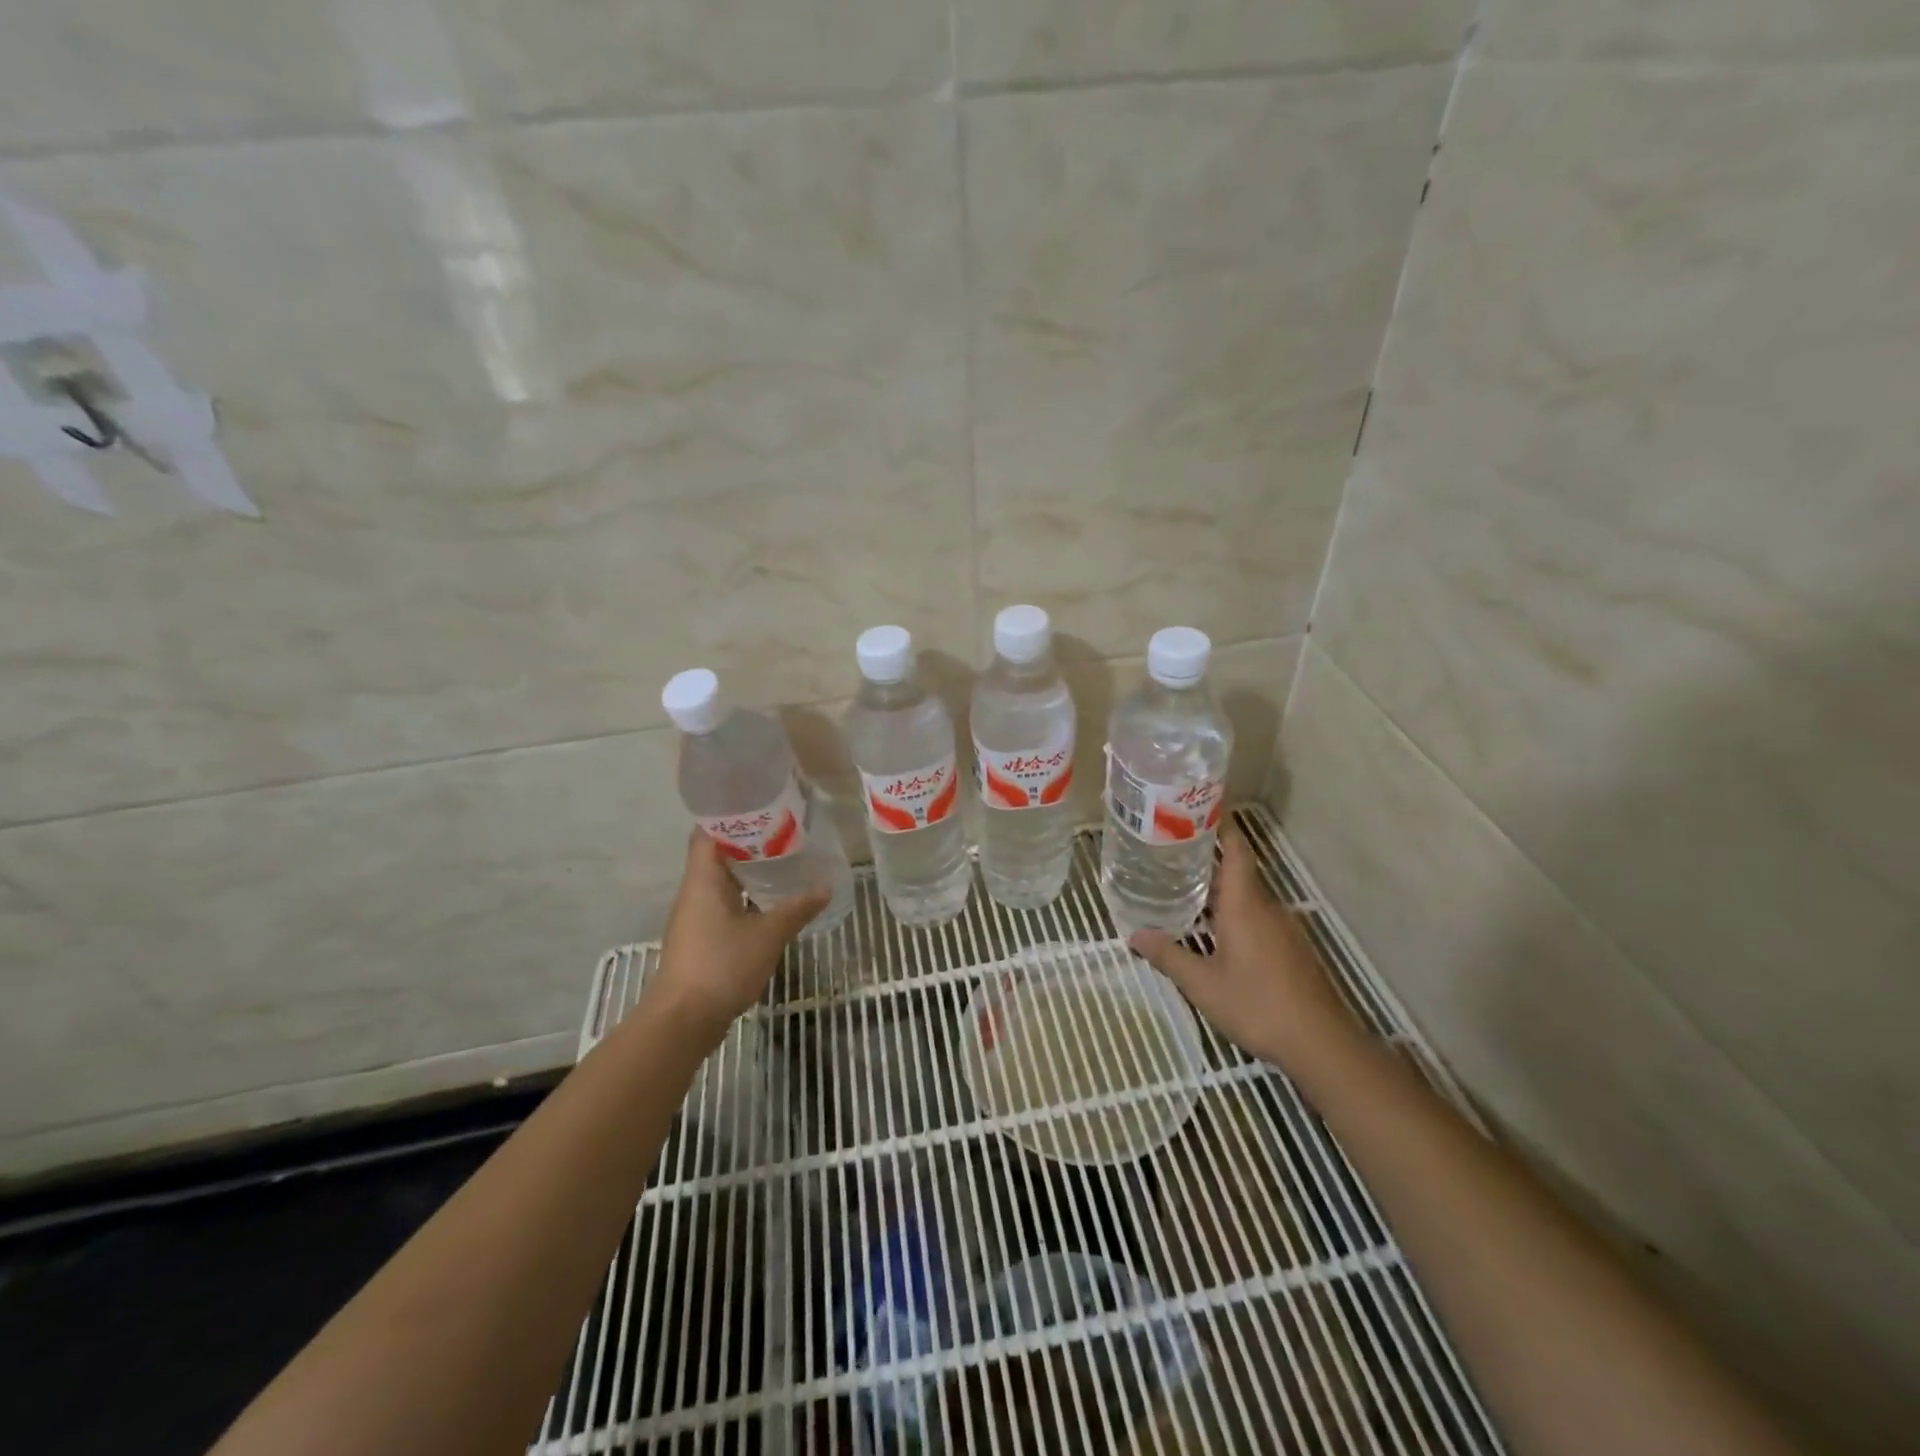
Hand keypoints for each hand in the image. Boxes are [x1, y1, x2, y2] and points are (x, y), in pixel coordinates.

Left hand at [645, 831, 828, 1047]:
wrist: (683, 1020)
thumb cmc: (721, 966)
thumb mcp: (768, 935)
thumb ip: (797, 909)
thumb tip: (824, 887)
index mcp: (703, 879)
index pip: (708, 832)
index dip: (731, 815)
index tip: (762, 806)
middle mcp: (694, 891)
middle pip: (717, 854)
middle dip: (749, 841)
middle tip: (785, 832)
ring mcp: (695, 916)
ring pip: (721, 881)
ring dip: (748, 870)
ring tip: (784, 861)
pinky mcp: (700, 938)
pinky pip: (723, 904)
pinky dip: (745, 896)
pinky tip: (771, 901)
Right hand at [1128, 825, 1356, 1071]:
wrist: (1321, 1044)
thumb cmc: (1257, 1004)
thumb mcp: (1202, 984)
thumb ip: (1168, 956)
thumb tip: (1134, 936)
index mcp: (1245, 905)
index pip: (1238, 851)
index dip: (1222, 827)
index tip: (1199, 812)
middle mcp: (1268, 908)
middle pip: (1239, 873)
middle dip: (1208, 862)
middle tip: (1172, 857)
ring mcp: (1284, 929)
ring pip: (1248, 899)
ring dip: (1221, 892)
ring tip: (1187, 894)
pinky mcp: (1293, 950)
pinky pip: (1259, 919)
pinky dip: (1236, 915)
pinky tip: (1217, 935)